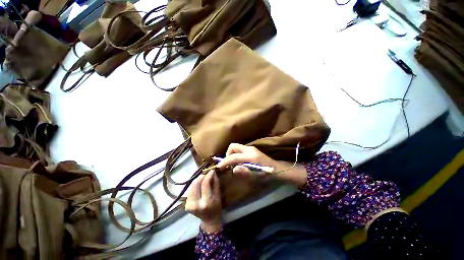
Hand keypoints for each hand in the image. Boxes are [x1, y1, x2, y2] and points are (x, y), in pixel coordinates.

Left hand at [185, 170, 222, 232]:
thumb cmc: (216, 207)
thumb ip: (215, 182)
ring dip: (197, 180)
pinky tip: (199, 184)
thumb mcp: (218, 195)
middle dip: (201, 176)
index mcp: (206, 202)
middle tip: (206, 173)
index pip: (205, 184)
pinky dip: (194, 185)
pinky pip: (190, 191)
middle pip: (195, 184)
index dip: (208, 175)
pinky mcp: (186, 205)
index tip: (211, 170)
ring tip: (203, 177)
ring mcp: (189, 205)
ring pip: (191, 186)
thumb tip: (213, 172)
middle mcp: (196, 204)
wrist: (209, 220)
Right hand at [216, 143, 307, 186]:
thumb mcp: (256, 176)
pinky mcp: (252, 150)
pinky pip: (240, 150)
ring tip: (233, 164)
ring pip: (236, 147)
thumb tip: (233, 169)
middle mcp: (249, 149)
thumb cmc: (267, 174)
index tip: (219, 167)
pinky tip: (239, 162)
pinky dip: (236, 154)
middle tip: (228, 164)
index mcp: (250, 156)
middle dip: (228, 154)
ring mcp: (251, 148)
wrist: (277, 169)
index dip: (224, 161)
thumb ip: (244, 172)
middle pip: (233, 146)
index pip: (233, 156)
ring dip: (232, 154)